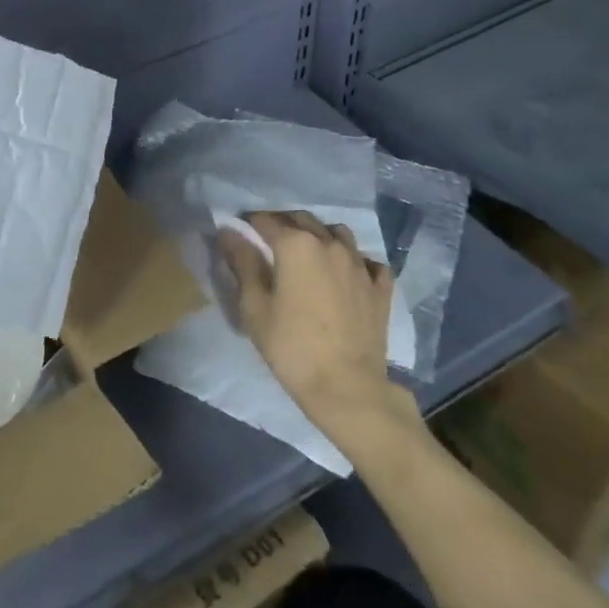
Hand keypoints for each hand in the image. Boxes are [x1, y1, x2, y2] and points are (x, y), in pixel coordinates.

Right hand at [219, 212, 420, 446]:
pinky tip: (347, 275)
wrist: (348, 388)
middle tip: (269, 244)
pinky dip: (354, 261)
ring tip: (309, 255)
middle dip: (283, 224)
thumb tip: (229, 231)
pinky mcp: (380, 287)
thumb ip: (243, 263)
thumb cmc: (292, 347)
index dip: (249, 224)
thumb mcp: (255, 307)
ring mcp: (359, 264)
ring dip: (320, 236)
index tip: (239, 233)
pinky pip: (367, 261)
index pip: (266, 220)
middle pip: (302, 219)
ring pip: (337, 233)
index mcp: (296, 245)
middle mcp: (329, 244)